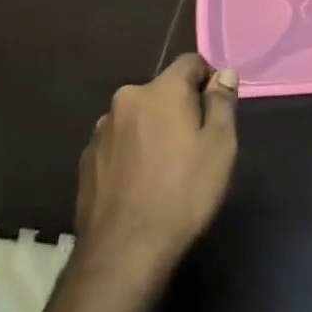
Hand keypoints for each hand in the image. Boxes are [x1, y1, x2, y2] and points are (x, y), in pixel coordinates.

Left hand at [75, 55, 239, 283]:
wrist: (124, 249)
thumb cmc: (183, 193)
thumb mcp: (219, 147)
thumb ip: (222, 103)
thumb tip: (224, 73)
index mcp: (160, 91)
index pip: (189, 62)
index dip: (208, 77)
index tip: (218, 106)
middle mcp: (126, 100)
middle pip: (162, 91)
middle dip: (180, 108)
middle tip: (196, 145)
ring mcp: (102, 130)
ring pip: (138, 117)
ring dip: (153, 130)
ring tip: (166, 169)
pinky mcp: (87, 159)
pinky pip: (119, 143)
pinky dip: (132, 152)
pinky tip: (141, 184)